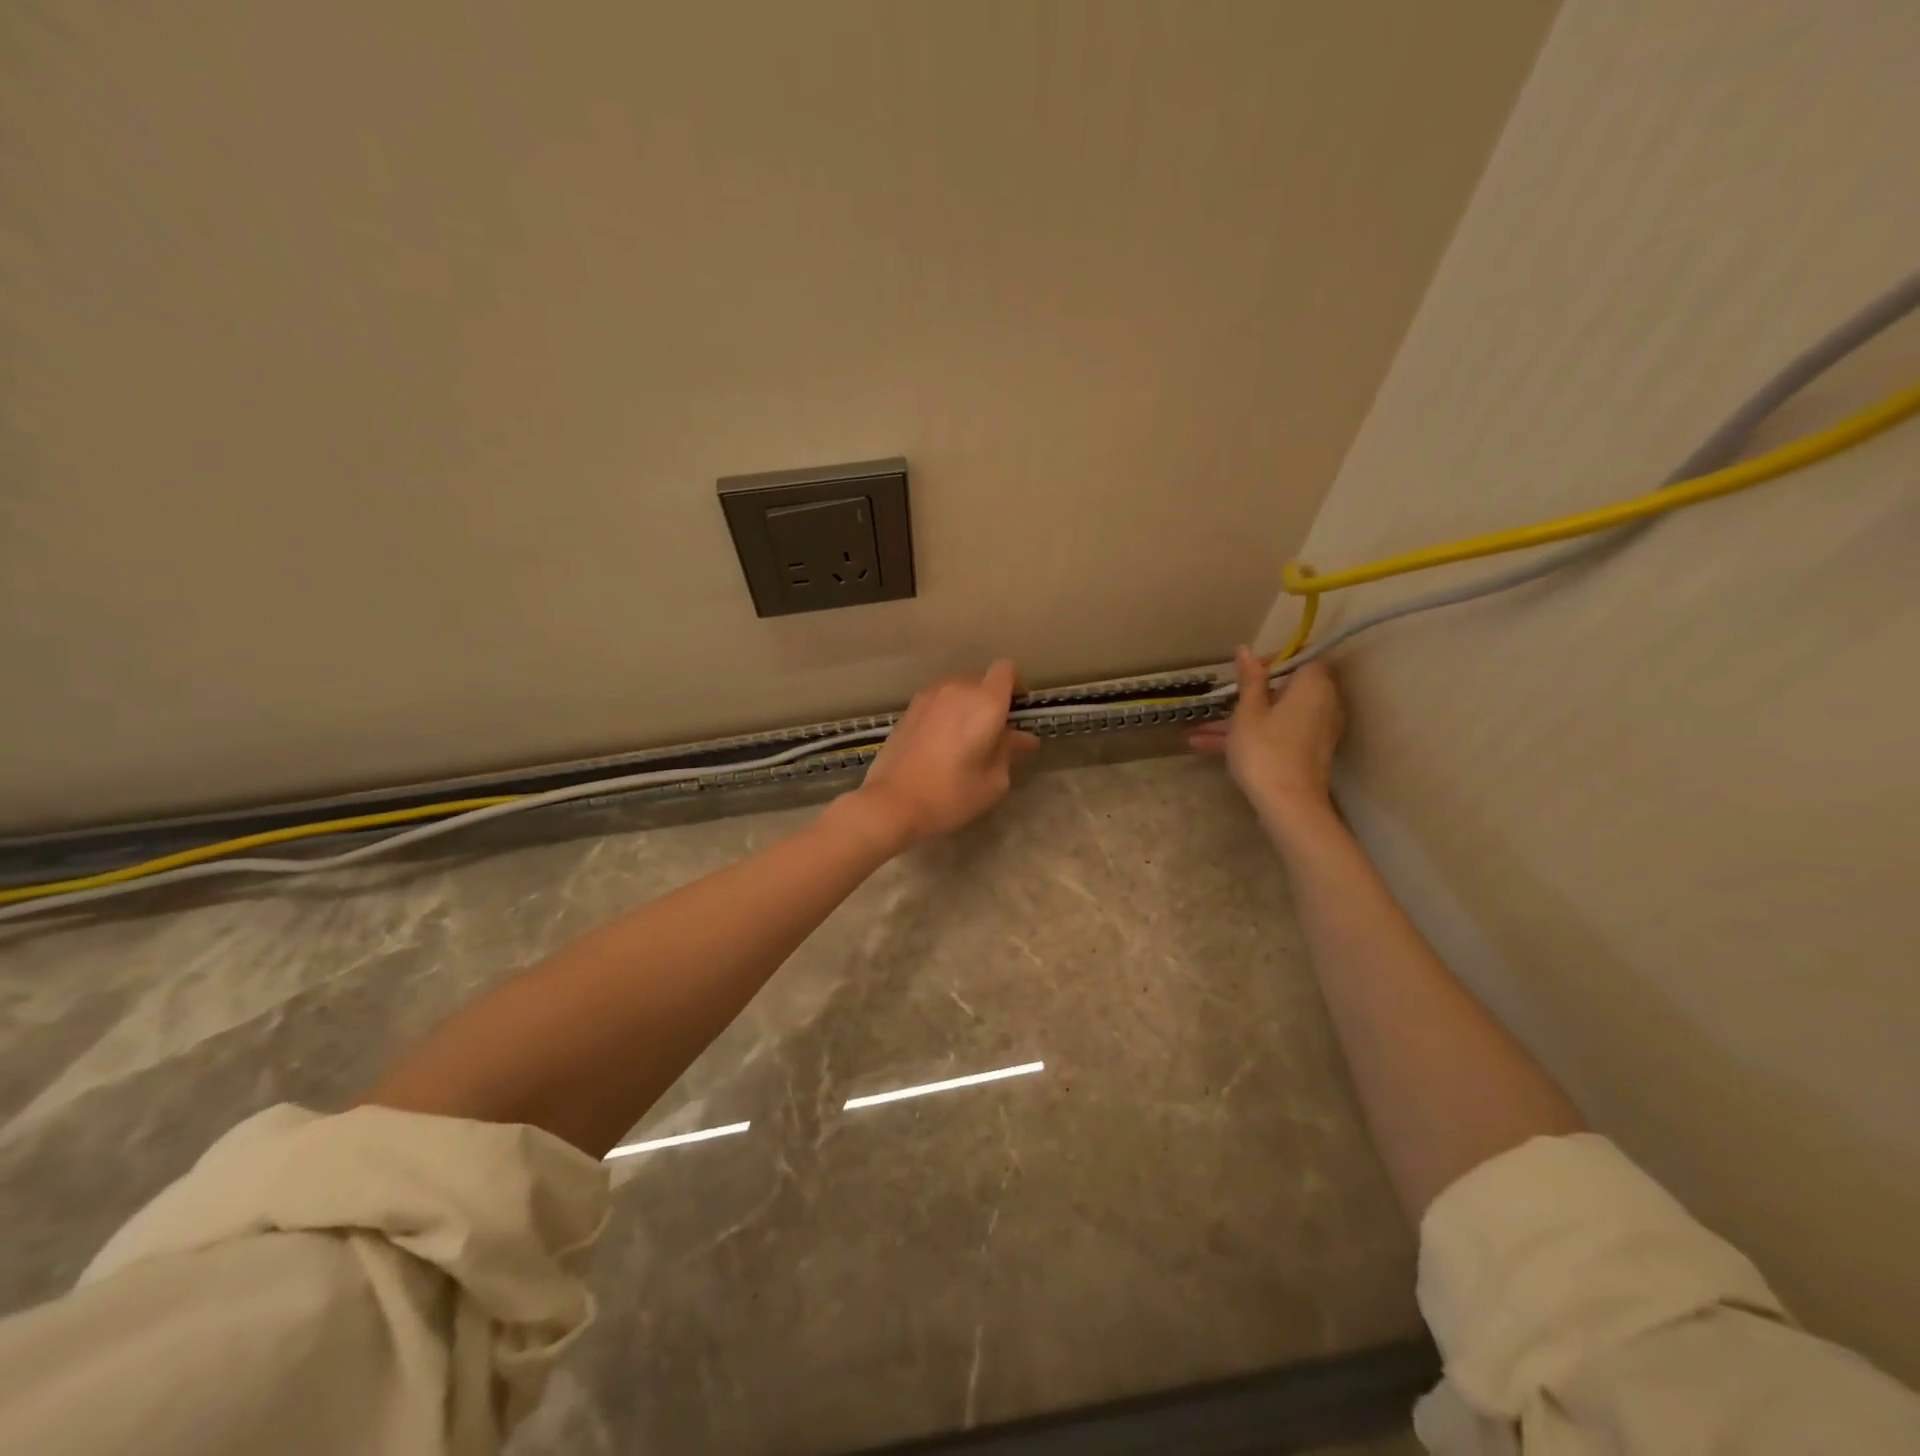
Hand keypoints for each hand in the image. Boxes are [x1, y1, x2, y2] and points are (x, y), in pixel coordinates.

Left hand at [843, 660, 1039, 850]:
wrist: (892, 802)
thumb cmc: (952, 794)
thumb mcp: (994, 781)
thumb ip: (1010, 751)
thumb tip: (1023, 739)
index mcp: (985, 702)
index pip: (1006, 670)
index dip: (1016, 686)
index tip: (1017, 712)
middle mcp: (957, 689)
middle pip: (981, 681)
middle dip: (991, 701)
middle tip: (993, 734)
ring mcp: (928, 697)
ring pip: (957, 690)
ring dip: (966, 707)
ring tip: (964, 740)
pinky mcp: (908, 709)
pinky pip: (937, 702)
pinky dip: (945, 714)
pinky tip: (940, 744)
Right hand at [1186, 647, 1343, 823]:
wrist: (1288, 806)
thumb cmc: (1265, 751)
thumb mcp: (1248, 712)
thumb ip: (1250, 680)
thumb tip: (1246, 650)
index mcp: (1313, 686)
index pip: (1302, 657)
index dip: (1273, 659)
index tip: (1245, 671)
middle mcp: (1322, 704)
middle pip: (1285, 689)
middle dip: (1247, 694)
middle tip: (1220, 699)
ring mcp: (1314, 731)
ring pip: (1273, 716)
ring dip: (1238, 720)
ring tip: (1196, 729)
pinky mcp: (1304, 753)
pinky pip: (1275, 735)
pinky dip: (1248, 736)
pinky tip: (1204, 745)